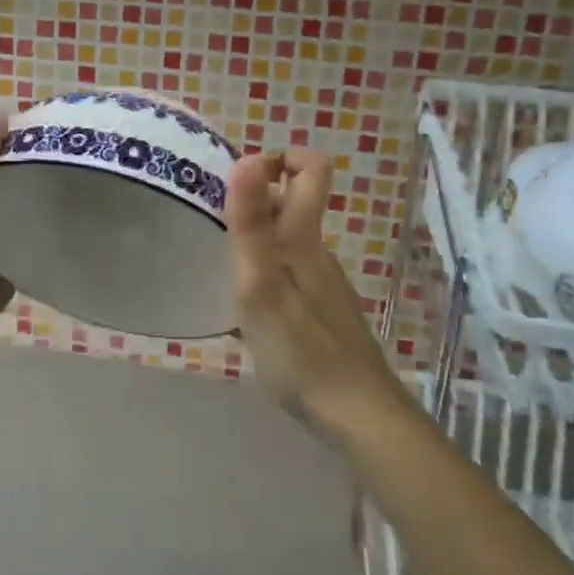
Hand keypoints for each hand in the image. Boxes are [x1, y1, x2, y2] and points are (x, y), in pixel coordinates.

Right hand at [226, 149, 411, 434]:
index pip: (311, 170)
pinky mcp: (324, 314)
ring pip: (288, 244)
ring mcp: (324, 285)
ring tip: (222, 276)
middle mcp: (318, 253)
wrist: (359, 416)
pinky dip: (266, 278)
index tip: (241, 179)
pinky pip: (290, 276)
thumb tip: (248, 157)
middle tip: (214, 234)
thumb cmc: (302, 350)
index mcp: (304, 239)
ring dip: (255, 245)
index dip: (279, 158)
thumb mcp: (261, 285)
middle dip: (253, 204)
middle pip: (292, 206)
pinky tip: (249, 315)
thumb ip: (251, 223)